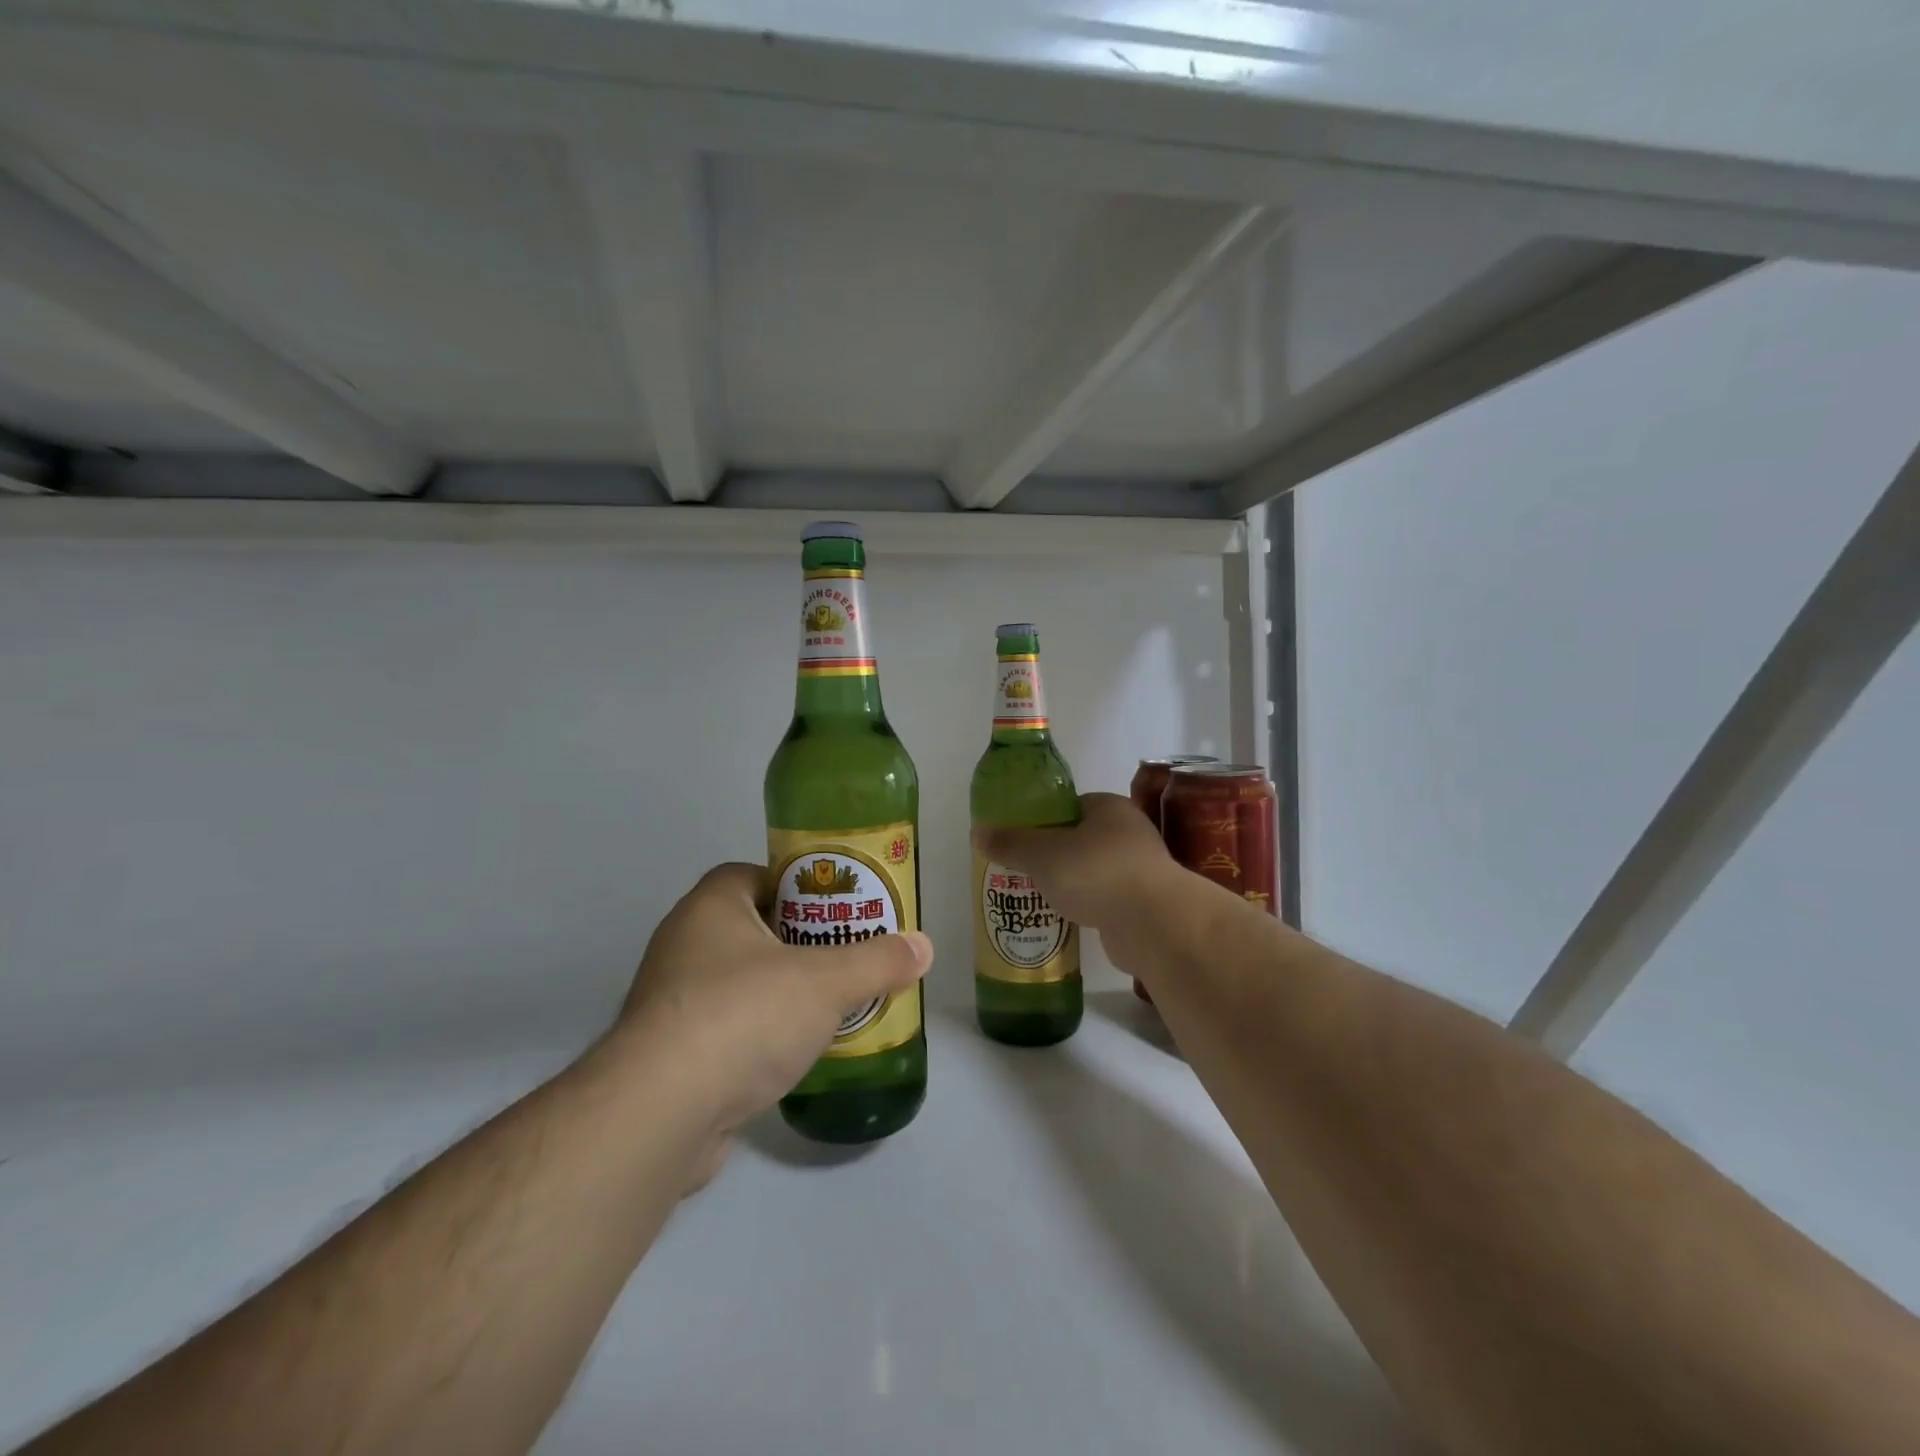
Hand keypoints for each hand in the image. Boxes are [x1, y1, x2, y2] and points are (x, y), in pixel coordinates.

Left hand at [610, 863, 932, 1186]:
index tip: (836, 909)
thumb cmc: (744, 1016)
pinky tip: (794, 1055)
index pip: (756, 875)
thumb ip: (878, 961)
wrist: (661, 1114)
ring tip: (830, 1006)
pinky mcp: (669, 1055)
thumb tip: (924, 947)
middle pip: (752, 928)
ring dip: (779, 992)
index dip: (798, 886)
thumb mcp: (826, 982)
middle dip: (799, 942)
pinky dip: (758, 1036)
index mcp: (712, 907)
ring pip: (739, 982)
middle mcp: (683, 944)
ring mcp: (671, 1002)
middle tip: (845, 957)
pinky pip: (725, 1029)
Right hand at [975, 792, 1175, 968]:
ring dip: (1069, 883)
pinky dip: (1085, 906)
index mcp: (1110, 808)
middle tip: (1022, 869)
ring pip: (1092, 871)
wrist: (1153, 923)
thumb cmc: (1096, 872)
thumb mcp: (1042, 854)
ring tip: (1036, 896)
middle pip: (1081, 839)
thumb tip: (978, 832)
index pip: (1071, 806)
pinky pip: (1104, 900)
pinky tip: (1063, 919)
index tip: (1020, 838)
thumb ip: (1011, 843)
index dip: (1043, 819)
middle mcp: (1129, 833)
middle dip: (1053, 854)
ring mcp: (1139, 870)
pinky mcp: (1142, 905)